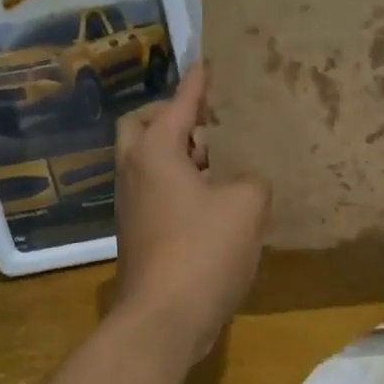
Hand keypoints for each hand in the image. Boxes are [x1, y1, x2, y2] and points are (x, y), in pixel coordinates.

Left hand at [112, 64, 269, 364]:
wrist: (163, 319)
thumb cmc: (203, 251)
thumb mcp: (246, 206)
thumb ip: (252, 180)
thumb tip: (244, 183)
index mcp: (155, 153)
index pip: (179, 104)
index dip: (198, 84)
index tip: (208, 64)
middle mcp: (134, 173)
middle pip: (143, 127)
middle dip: (173, 117)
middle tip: (208, 122)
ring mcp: (131, 207)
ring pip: (148, 163)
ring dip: (178, 154)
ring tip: (220, 159)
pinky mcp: (139, 236)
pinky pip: (156, 193)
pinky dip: (180, 184)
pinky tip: (213, 201)